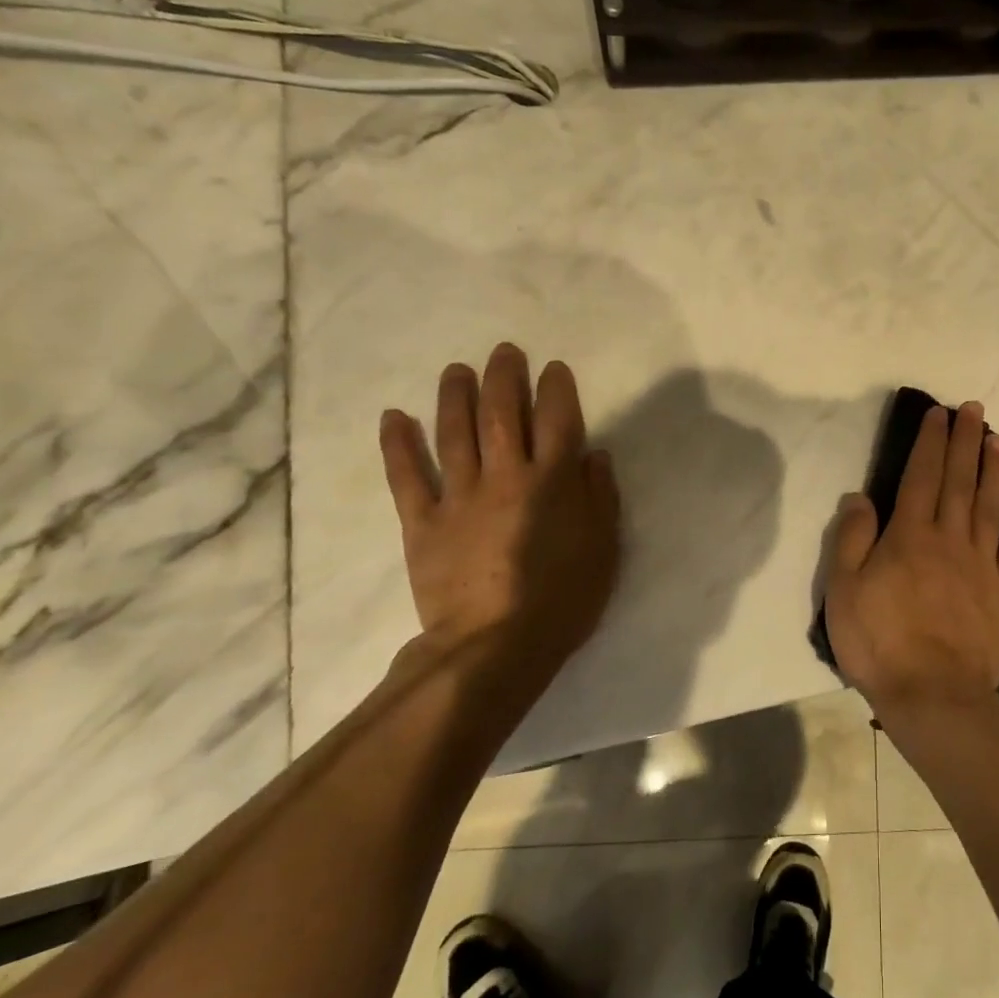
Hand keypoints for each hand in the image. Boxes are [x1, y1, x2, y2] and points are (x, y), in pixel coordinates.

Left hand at [379, 344, 619, 692]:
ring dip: (454, 396)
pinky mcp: (422, 523)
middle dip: (504, 378)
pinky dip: (398, 445)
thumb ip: (599, 496)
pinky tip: (395, 416)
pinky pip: (407, 477)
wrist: (496, 645)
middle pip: (501, 415)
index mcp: (552, 482)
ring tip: (456, 369)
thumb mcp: (604, 547)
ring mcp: (459, 497)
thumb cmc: (563, 598)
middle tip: (504, 352)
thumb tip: (592, 455)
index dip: (556, 389)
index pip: (557, 420)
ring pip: (454, 434)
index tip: (554, 369)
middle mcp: (505, 476)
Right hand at [824, 401, 998, 719]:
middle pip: (960, 481)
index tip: (939, 414)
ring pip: (990, 506)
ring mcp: (982, 565)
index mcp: (910, 536)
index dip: (931, 442)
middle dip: (967, 442)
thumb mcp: (844, 591)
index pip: (922, 476)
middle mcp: (950, 540)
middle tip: (976, 410)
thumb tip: (860, 496)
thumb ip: (851, 539)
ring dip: (995, 471)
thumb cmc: (880, 643)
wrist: (934, 696)